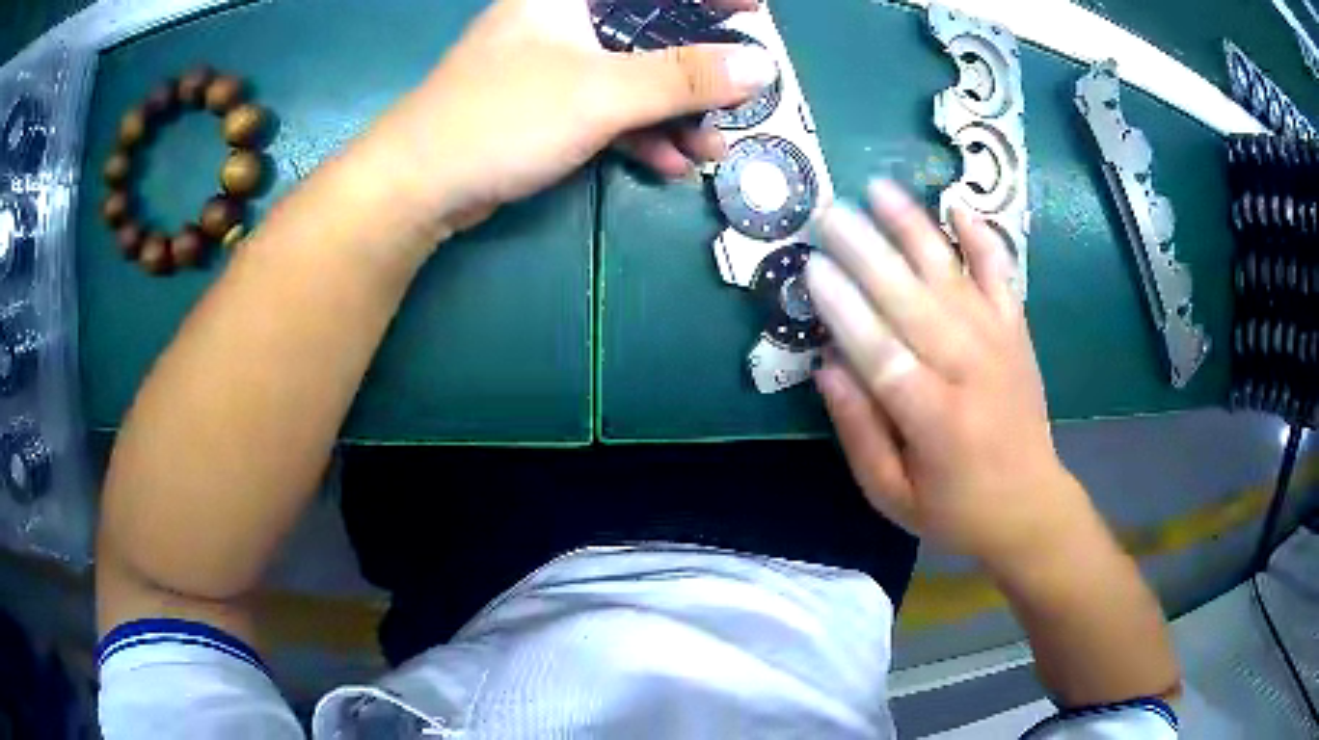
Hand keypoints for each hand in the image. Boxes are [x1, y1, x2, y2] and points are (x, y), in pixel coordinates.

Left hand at [360, 0, 772, 239]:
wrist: (419, 185)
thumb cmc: (502, 117)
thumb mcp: (601, 92)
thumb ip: (683, 77)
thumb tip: (759, 67)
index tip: (752, 11)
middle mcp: (562, 20)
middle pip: (648, 30)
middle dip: (698, 70)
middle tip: (740, 94)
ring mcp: (554, 65)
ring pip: (632, 75)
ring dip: (674, 113)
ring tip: (710, 149)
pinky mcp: (547, 106)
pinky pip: (608, 108)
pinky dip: (640, 134)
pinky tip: (668, 163)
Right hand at [806, 181, 1093, 568]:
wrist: (1031, 507)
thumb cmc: (955, 510)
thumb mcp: (892, 496)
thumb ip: (860, 434)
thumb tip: (827, 367)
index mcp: (936, 421)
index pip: (883, 354)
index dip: (846, 310)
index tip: (812, 268)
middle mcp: (971, 371)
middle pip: (915, 302)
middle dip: (868, 252)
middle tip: (829, 212)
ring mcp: (1000, 345)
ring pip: (953, 277)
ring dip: (916, 230)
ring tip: (880, 189)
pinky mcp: (1017, 333)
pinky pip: (1002, 276)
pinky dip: (983, 238)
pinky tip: (959, 204)